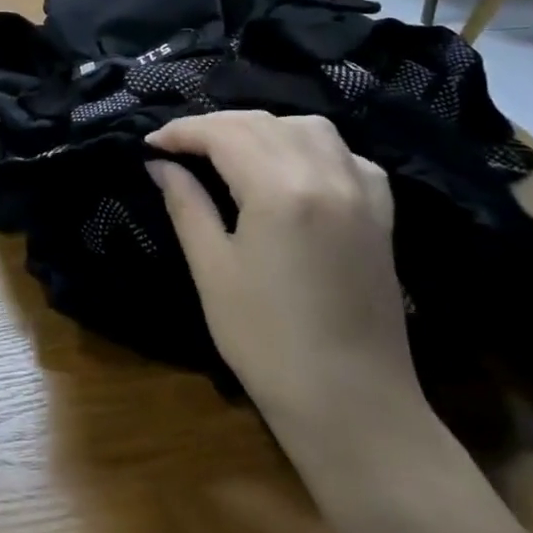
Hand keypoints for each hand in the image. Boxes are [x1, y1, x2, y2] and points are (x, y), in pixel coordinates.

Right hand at [145, 112, 418, 438]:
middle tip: (179, 148)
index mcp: (280, 190)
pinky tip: (294, 168)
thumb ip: (186, 205)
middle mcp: (325, 177)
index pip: (223, 134)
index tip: (150, 143)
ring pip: (309, 129)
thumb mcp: (213, 270)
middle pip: (262, 124)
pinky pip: (349, 157)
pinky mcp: (381, 217)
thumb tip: (160, 164)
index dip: (182, 132)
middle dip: (215, 126)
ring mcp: (361, 195)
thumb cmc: (268, 342)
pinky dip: (314, 148)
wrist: (353, 408)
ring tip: (233, 150)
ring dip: (265, 128)